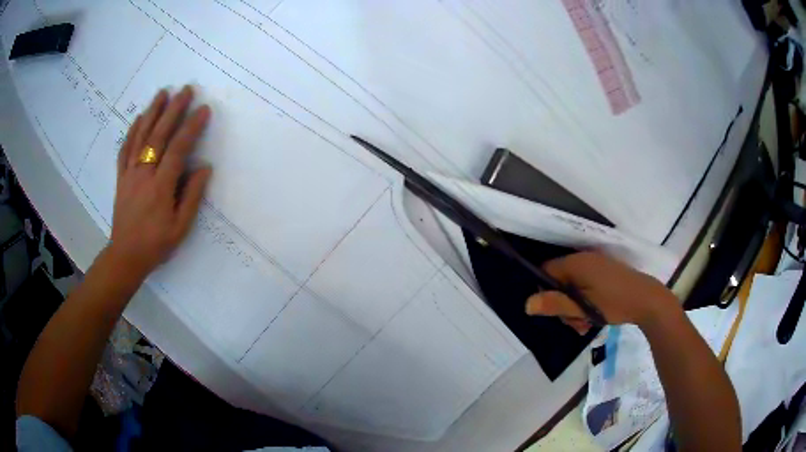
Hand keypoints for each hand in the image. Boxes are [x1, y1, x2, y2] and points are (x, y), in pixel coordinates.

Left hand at [109, 86, 211, 279]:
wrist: (126, 256)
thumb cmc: (156, 244)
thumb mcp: (180, 228)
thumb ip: (192, 196)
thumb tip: (204, 168)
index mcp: (160, 187)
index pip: (177, 149)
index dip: (191, 127)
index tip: (204, 109)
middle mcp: (143, 174)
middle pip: (158, 135)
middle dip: (173, 110)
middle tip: (185, 89)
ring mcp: (129, 174)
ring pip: (140, 136)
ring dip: (152, 112)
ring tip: (163, 92)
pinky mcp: (121, 177)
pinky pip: (125, 149)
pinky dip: (131, 131)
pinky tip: (138, 118)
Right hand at [525, 251, 678, 333]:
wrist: (647, 300)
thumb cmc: (614, 303)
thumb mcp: (582, 308)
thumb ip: (555, 305)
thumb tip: (527, 304)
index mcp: (576, 263)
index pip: (546, 271)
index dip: (544, 291)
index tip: (552, 310)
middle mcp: (584, 260)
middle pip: (560, 282)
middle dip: (563, 305)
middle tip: (574, 323)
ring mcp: (596, 266)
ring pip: (573, 287)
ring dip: (575, 308)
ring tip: (585, 324)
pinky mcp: (605, 273)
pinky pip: (586, 286)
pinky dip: (585, 302)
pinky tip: (593, 318)